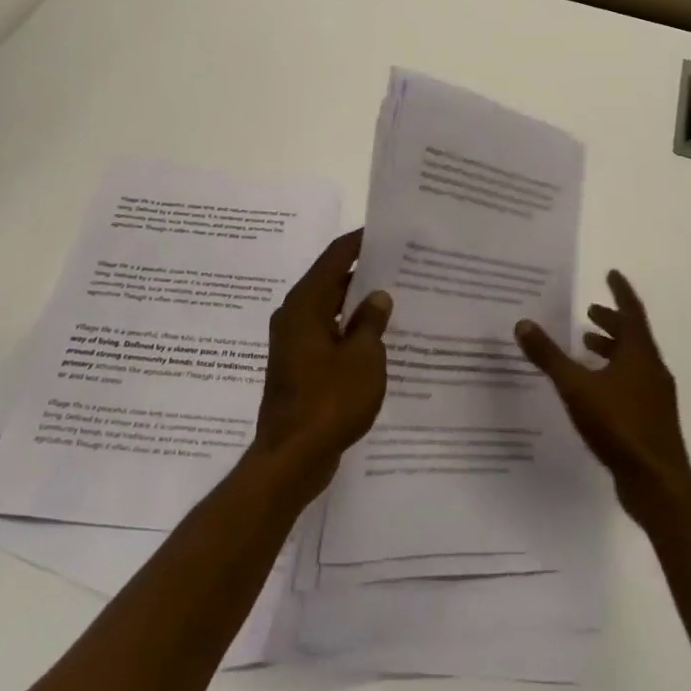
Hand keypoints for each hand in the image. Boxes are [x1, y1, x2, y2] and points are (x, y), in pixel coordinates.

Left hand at [250, 230, 392, 495]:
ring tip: (394, 298)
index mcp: (305, 304)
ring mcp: (293, 342)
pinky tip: (376, 339)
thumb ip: (371, 322)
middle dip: (363, 272)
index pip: (335, 257)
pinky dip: (348, 330)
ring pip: (329, 309)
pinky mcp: (297, 366)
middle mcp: (294, 315)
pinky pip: (326, 334)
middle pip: (330, 281)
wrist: (291, 458)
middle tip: (399, 265)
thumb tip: (378, 296)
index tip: (385, 231)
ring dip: (357, 304)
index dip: (359, 241)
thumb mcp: (363, 358)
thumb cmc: (329, 401)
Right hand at [516, 270, 690, 518]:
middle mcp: (652, 370)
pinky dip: (614, 374)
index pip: (631, 312)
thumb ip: (549, 356)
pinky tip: (594, 388)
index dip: (620, 292)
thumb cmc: (619, 425)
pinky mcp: (651, 420)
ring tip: (586, 345)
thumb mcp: (576, 387)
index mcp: (640, 354)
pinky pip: (632, 383)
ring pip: (633, 362)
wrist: (657, 483)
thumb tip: (523, 323)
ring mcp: (655, 397)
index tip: (611, 274)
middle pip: (633, 337)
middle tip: (589, 312)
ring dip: (612, 349)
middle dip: (611, 322)